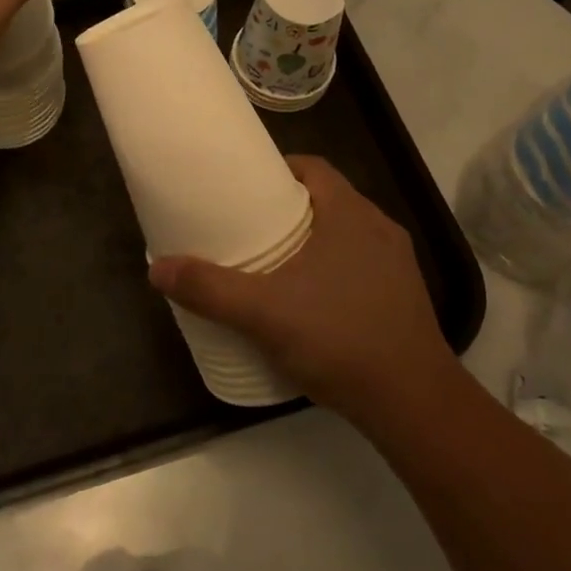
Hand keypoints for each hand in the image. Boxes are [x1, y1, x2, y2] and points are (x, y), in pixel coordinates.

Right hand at [148, 156, 460, 423]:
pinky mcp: (404, 295)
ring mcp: (396, 263)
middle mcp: (378, 227)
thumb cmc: (339, 338)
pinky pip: (361, 263)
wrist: (413, 402)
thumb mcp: (264, 313)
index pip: (312, 167)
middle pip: (326, 198)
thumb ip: (210, 289)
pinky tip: (310, 299)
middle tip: (247, 225)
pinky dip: (332, 267)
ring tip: (272, 261)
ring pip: (345, 232)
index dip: (277, 169)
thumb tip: (157, 268)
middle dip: (287, 207)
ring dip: (311, 238)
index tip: (244, 186)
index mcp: (350, 213)